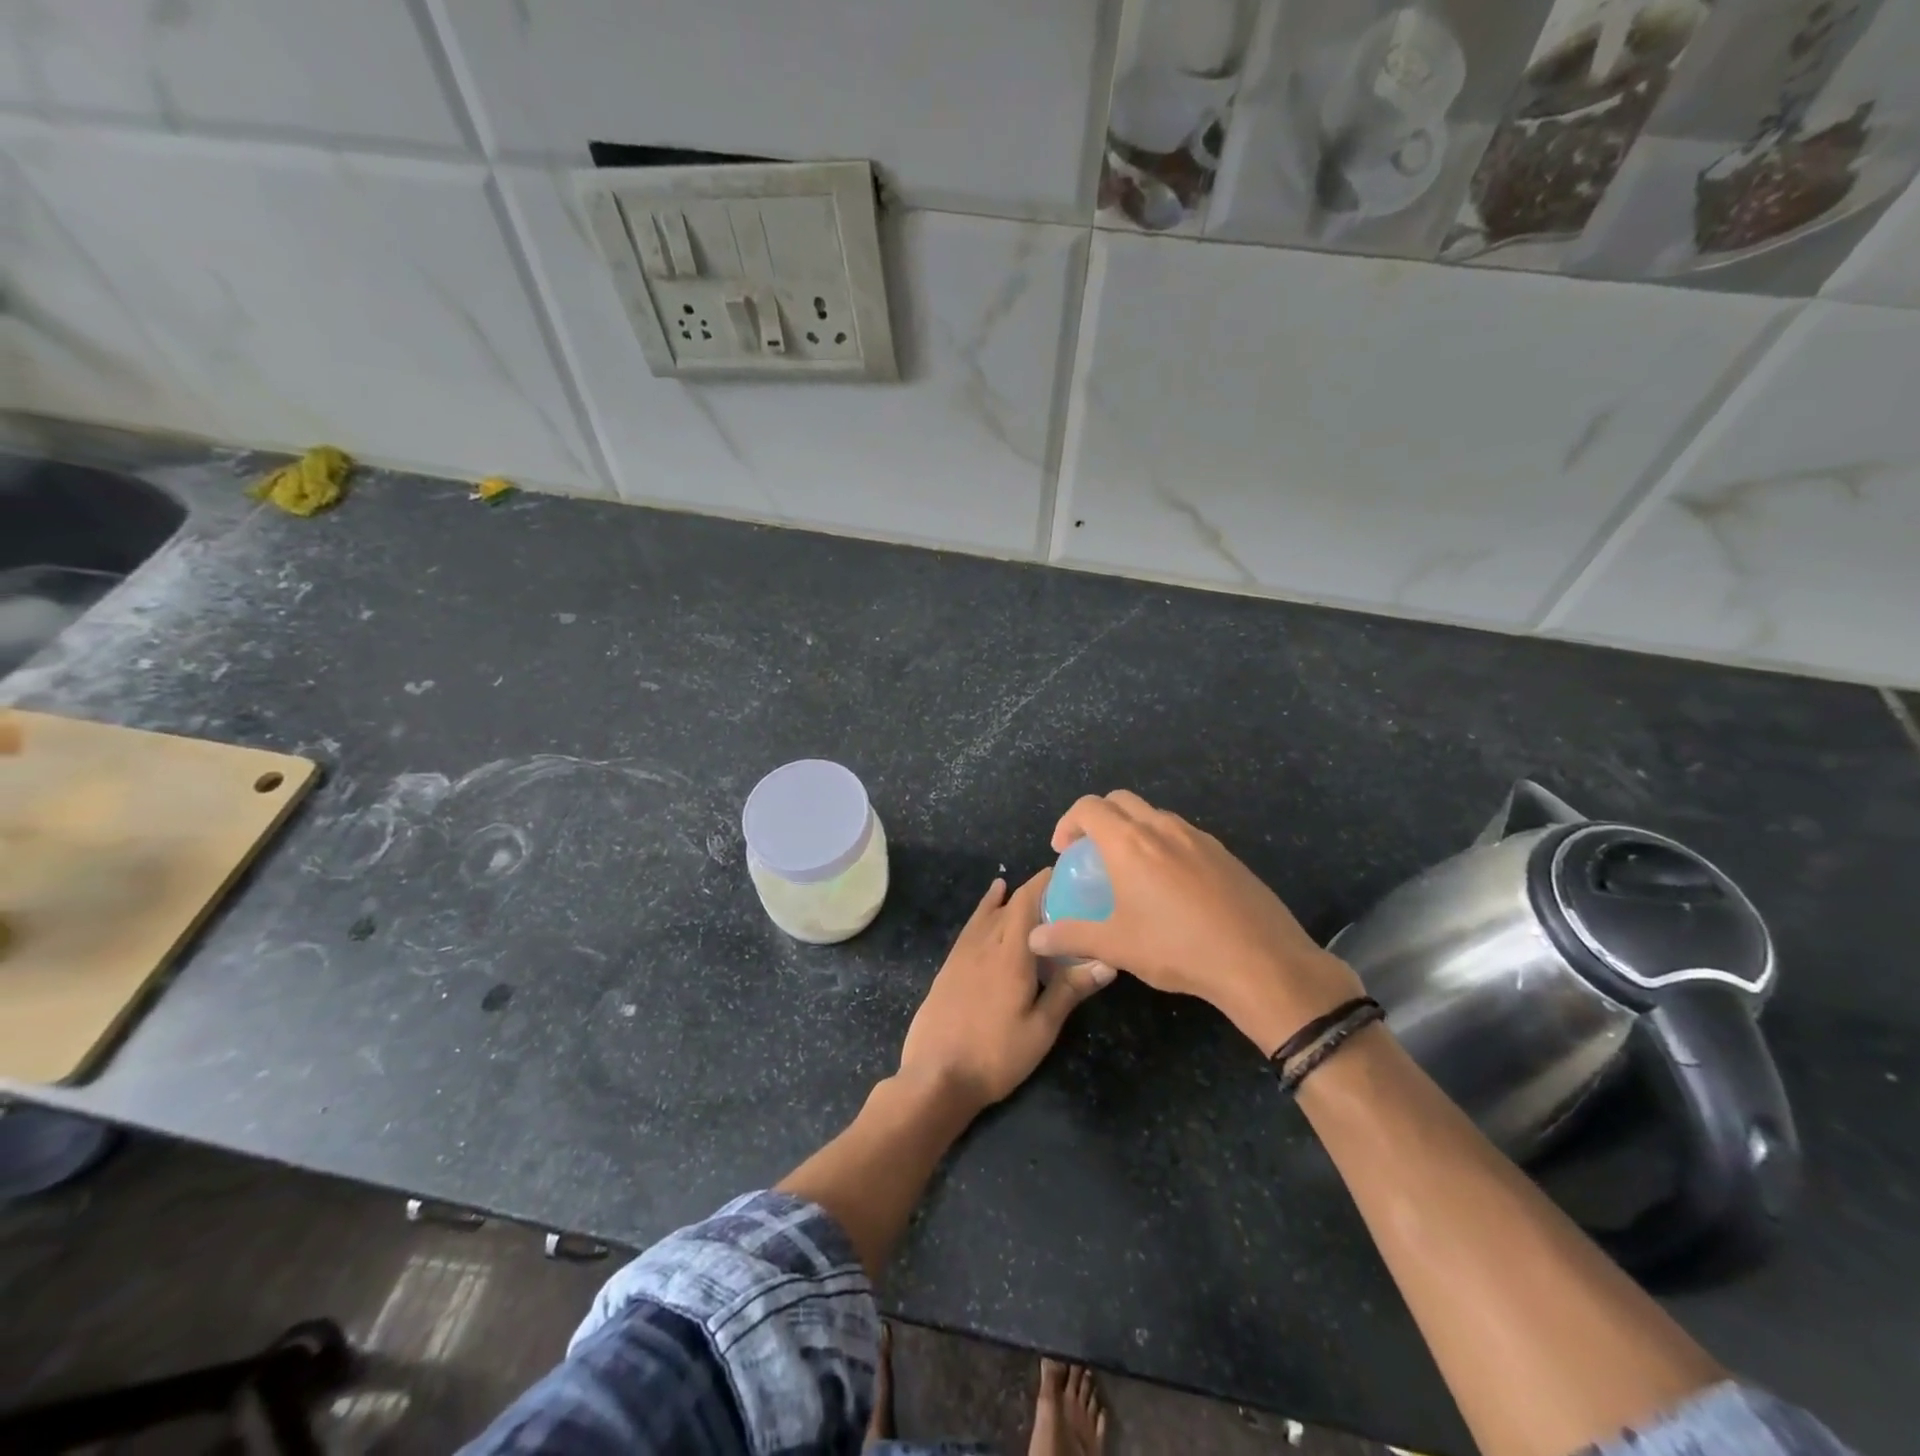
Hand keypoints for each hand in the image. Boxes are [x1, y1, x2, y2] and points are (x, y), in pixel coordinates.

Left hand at [898, 872, 1112, 1114]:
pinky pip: (971, 926)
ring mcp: (963, 954)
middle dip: (1033, 891)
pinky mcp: (949, 966)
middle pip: (1009, 905)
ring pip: (987, 913)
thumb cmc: (996, 1055)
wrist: (936, 1076)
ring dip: (1008, 899)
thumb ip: (1070, 990)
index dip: (1044, 882)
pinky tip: (989, 907)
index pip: (1027, 902)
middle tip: (1061, 890)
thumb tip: (1108, 960)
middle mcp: (985, 944)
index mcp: (1011, 954)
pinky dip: (984, 910)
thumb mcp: (1041, 1029)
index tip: (1065, 871)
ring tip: (1025, 887)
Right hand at [1025, 791, 1363, 1054]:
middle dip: (1098, 817)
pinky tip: (1171, 886)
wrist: (1260, 961)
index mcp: (1129, 843)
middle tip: (1091, 853)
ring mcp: (1198, 837)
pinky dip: (1163, 844)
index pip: (1088, 807)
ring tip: (1129, 869)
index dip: (1068, 822)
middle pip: (1120, 800)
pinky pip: (1182, 834)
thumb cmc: (1177, 948)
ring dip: (1132, 829)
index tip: (1063, 851)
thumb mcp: (1116, 946)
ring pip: (1154, 815)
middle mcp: (1162, 828)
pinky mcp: (1224, 853)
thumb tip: (1034, 938)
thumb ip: (1071, 936)